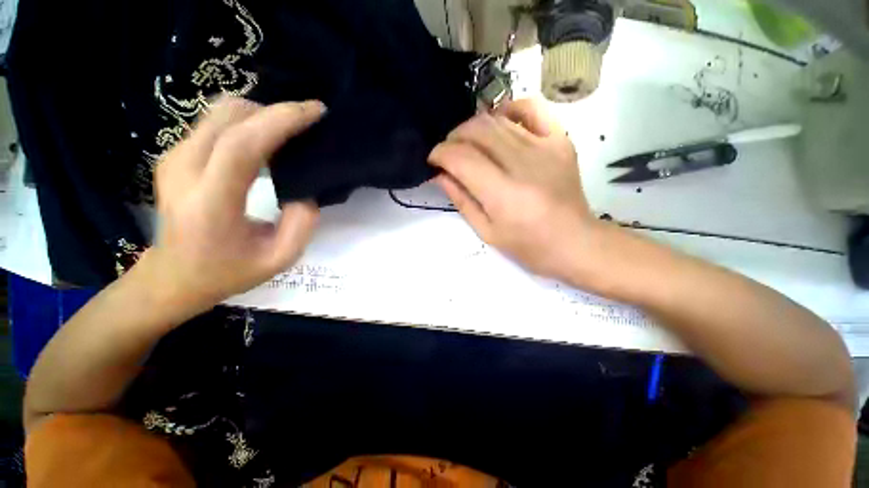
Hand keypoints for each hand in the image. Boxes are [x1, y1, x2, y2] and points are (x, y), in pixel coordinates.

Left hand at [141, 96, 324, 314]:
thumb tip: (305, 189)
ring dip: (260, 114)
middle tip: (308, 122)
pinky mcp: (174, 155)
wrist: (172, 277)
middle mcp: (183, 170)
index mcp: (210, 202)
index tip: (316, 111)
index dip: (281, 120)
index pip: (243, 144)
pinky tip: (264, 138)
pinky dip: (245, 121)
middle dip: (275, 111)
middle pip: (229, 117)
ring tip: (290, 131)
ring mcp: (173, 158)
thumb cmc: (228, 272)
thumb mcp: (279, 259)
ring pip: (219, 112)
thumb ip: (302, 224)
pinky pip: (213, 122)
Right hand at [428, 99, 599, 281]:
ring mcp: (545, 147)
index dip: (440, 154)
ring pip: (497, 120)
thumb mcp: (486, 231)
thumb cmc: (528, 246)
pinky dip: (509, 109)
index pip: (462, 158)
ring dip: (474, 128)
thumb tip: (441, 174)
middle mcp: (523, 164)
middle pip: (477, 131)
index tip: (433, 160)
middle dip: (454, 138)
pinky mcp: (560, 140)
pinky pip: (531, 108)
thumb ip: (462, 200)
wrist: (575, 242)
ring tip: (468, 144)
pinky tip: (499, 123)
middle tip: (449, 153)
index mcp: (503, 194)